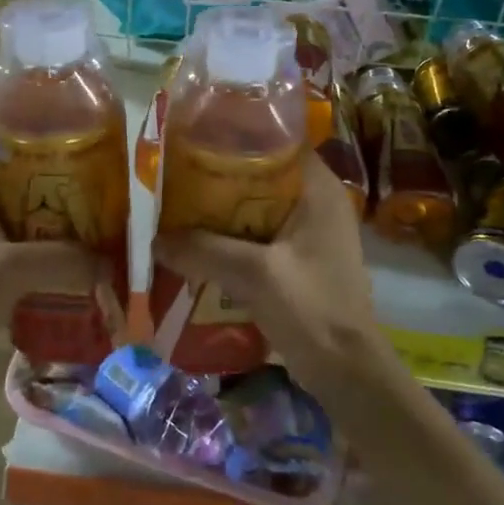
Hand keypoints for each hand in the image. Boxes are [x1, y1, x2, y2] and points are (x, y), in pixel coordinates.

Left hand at [0, 146, 102, 406]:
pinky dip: (52, 249)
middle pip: (24, 175)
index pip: (4, 134)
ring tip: (106, 220)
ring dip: (62, 218)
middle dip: (65, 178)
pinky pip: (26, 246)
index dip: (42, 127)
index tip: (86, 131)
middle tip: (110, 182)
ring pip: (28, 213)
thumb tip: (111, 262)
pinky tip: (84, 261)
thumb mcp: (8, 270)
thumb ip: (63, 260)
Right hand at [152, 154, 381, 399]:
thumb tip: (155, 239)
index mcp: (318, 188)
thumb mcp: (255, 274)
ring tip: (180, 203)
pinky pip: (259, 233)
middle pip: (263, 171)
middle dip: (221, 172)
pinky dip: (232, 234)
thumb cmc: (312, 309)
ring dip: (224, 207)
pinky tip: (199, 242)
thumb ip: (204, 250)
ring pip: (258, 204)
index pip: (279, 138)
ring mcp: (310, 230)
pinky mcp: (300, 258)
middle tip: (179, 170)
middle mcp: (317, 200)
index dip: (240, 130)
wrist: (348, 373)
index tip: (198, 132)